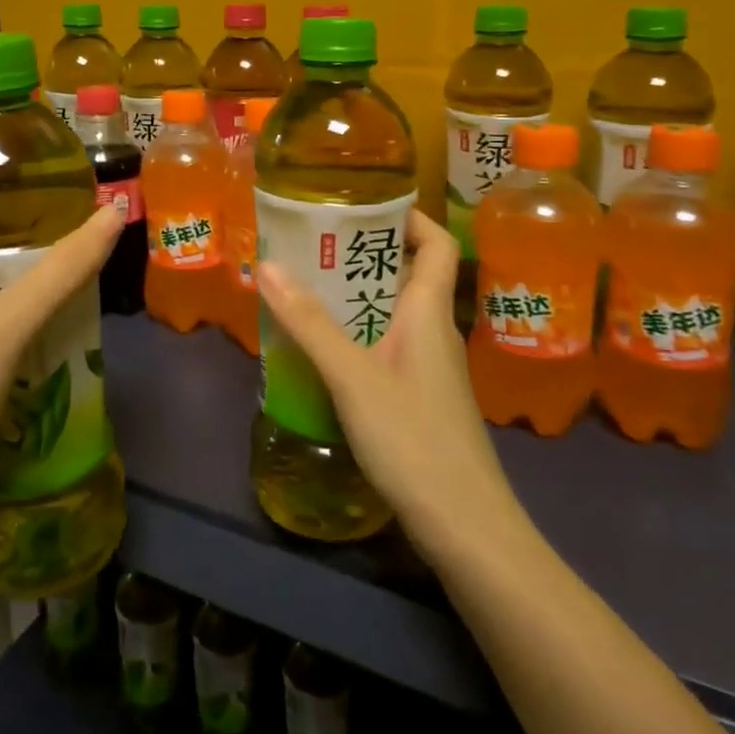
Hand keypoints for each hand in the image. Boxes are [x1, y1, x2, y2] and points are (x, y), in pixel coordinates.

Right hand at [256, 209, 518, 555]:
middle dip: (363, 254)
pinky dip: (358, 335)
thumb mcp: (353, 376)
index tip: (361, 206)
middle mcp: (435, 331)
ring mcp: (430, 368)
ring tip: (306, 288)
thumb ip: (310, 323)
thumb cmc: (414, 439)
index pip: (435, 242)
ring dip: (356, 296)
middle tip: (313, 244)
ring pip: (394, 313)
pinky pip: (388, 346)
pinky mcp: (420, 398)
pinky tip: (324, 351)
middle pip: (408, 274)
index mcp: (429, 312)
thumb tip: (268, 264)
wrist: (466, 527)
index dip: (407, 217)